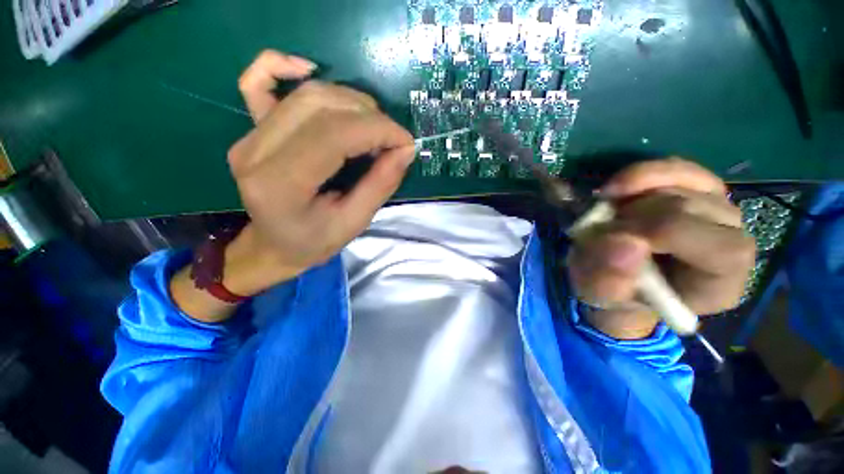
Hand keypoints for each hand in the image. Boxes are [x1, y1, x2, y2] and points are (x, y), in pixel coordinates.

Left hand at [227, 50, 414, 290]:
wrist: (273, 245)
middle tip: (391, 139)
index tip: (405, 142)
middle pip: (320, 106)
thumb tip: (405, 149)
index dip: (378, 130)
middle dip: (369, 116)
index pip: (335, 134)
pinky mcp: (251, 129)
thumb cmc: (313, 242)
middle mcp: (256, 151)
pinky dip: (281, 65)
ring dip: (350, 101)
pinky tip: (308, 69)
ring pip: (306, 94)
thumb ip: (380, 185)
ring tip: (372, 126)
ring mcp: (249, 136)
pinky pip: (256, 81)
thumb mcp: (354, 223)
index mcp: (279, 184)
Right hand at [566, 158, 755, 338]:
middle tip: (598, 230)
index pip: (722, 250)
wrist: (612, 274)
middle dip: (632, 216)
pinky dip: (641, 175)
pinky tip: (616, 190)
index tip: (610, 236)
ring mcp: (717, 210)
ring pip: (680, 186)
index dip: (663, 234)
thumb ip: (608, 282)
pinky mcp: (697, 188)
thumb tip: (623, 243)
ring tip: (605, 218)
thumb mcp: (600, 296)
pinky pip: (677, 168)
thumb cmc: (613, 292)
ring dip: (629, 199)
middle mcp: (732, 242)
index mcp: (720, 284)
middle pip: (692, 209)